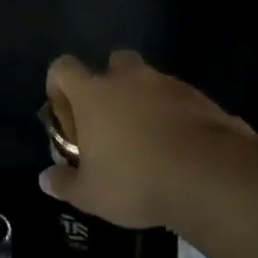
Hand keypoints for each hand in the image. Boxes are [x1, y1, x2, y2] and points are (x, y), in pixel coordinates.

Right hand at [40, 50, 257, 229]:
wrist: (212, 178)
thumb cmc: (136, 181)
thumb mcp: (90, 194)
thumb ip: (64, 184)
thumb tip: (46, 180)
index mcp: (93, 93)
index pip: (63, 68)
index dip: (59, 86)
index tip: (66, 115)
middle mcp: (129, 79)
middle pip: (113, 63)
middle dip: (110, 85)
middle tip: (111, 121)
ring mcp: (170, 85)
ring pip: (150, 81)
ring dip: (146, 101)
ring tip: (149, 141)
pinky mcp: (204, 99)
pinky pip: (181, 101)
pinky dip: (176, 116)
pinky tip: (180, 149)